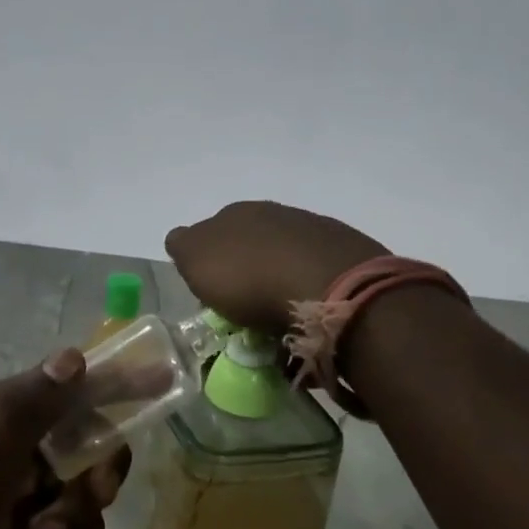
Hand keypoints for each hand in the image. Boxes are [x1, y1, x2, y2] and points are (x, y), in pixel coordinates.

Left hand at [0, 350, 128, 528]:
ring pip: (82, 493)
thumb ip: (26, 413)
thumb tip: (73, 357)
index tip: (160, 383)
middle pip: (79, 442)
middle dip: (88, 476)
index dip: (109, 384)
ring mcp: (16, 499)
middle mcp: (3, 452)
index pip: (58, 387)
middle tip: (90, 495)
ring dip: (72, 523)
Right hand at [164, 200, 388, 334]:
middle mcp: (275, 213)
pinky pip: (318, 274)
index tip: (213, 290)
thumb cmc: (250, 278)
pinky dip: (310, 290)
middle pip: (252, 241)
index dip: (210, 260)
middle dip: (247, 267)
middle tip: (246, 305)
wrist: (329, 287)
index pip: (211, 231)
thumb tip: (181, 239)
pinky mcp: (347, 253)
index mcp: (235, 213)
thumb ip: (185, 247)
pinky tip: (310, 313)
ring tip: (280, 316)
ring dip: (280, 278)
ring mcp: (314, 230)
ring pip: (286, 255)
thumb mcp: (197, 262)